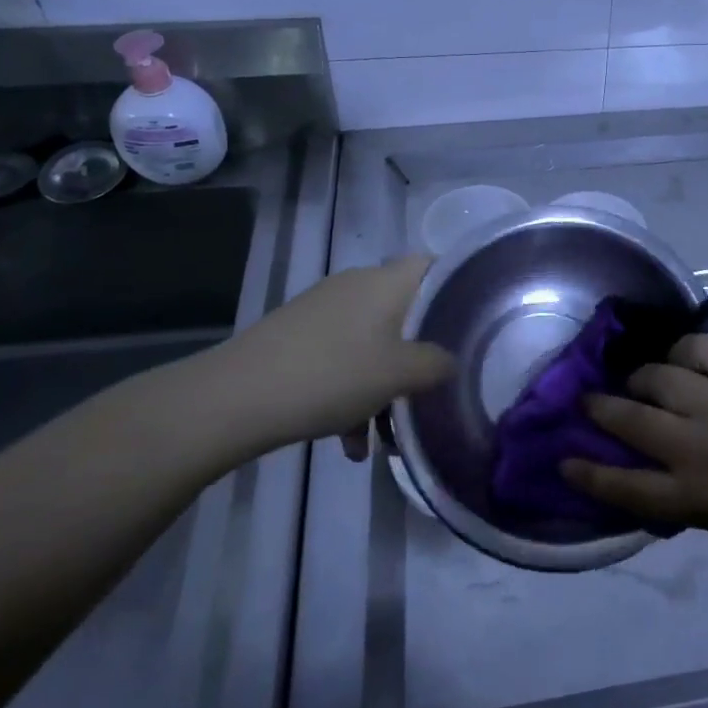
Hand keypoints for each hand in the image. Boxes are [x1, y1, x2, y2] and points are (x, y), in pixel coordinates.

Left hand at [183, 256, 453, 458]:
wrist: (236, 397)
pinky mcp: (297, 335)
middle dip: (418, 355)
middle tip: (429, 391)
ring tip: (382, 438)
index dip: (458, 289)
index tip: (472, 326)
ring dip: (382, 385)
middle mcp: (356, 285)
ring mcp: (323, 309)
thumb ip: (436, 364)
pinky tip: (347, 441)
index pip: (435, 266)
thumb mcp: (399, 375)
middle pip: (404, 312)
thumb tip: (449, 360)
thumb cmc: (333, 375)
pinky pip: (340, 357)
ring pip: (371, 342)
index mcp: (386, 281)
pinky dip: (351, 392)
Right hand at [561, 333, 707, 567]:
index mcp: (695, 495)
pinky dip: (683, 351)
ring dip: (640, 378)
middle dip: (601, 409)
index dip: (588, 472)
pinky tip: (681, 357)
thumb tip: (646, 470)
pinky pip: (699, 348)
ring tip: (639, 379)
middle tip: (589, 401)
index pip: (624, 485)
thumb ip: (681, 496)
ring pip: (658, 377)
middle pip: (631, 420)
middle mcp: (699, 445)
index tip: (564, 458)